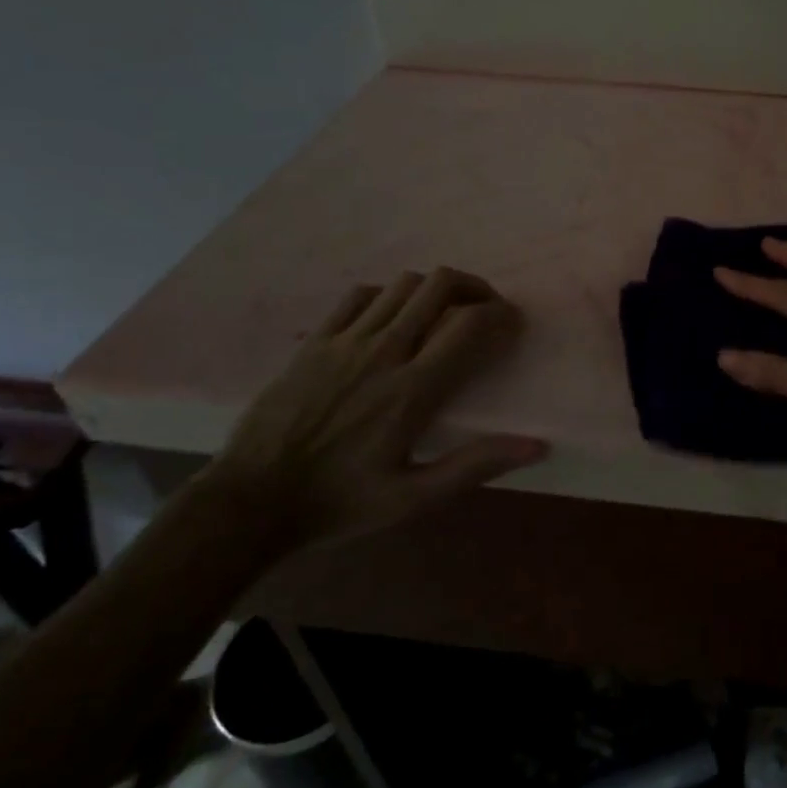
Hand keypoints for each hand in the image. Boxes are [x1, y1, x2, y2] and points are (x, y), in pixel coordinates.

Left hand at [206, 267, 546, 551]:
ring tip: (443, 312)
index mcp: (412, 389)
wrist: (249, 503)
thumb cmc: (339, 503)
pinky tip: (391, 318)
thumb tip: (537, 445)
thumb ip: (475, 465)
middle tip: (484, 308)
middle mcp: (384, 352)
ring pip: (403, 284)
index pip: (469, 324)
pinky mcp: (315, 342)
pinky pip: (360, 295)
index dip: (501, 313)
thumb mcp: (413, 498)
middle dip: (474, 287)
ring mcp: (345, 341)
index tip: (512, 323)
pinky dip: (388, 295)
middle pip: (439, 285)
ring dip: (433, 290)